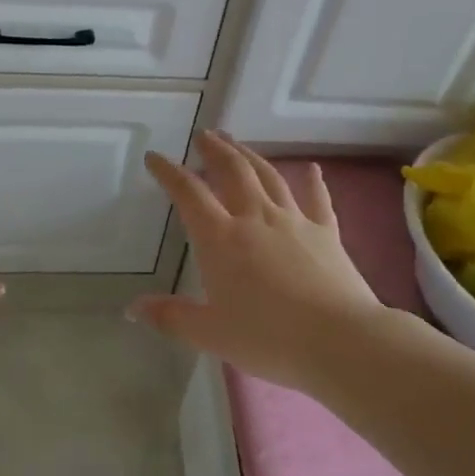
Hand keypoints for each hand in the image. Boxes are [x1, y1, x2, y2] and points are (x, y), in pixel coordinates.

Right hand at [129, 132, 382, 389]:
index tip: (155, 157)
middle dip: (214, 150)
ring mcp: (294, 220)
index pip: (188, 194)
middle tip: (204, 135)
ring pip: (268, 176)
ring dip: (250, 155)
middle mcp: (255, 217)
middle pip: (232, 171)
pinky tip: (312, 168)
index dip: (169, 172)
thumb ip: (172, 317)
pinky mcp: (326, 232)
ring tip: (236, 142)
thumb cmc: (269, 338)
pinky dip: (313, 182)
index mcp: (221, 238)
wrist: (340, 340)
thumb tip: (133, 308)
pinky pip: (317, 199)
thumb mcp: (211, 334)